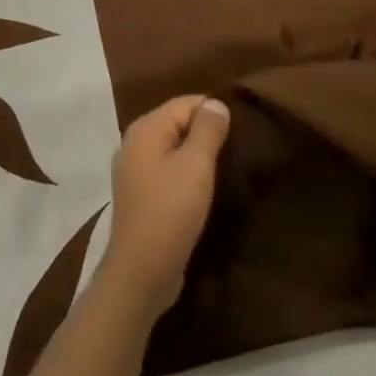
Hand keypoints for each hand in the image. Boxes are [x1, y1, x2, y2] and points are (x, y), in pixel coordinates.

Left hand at [98, 96, 230, 321]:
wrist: (141, 272)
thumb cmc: (170, 211)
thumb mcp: (196, 165)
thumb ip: (207, 130)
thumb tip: (216, 102)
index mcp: (145, 129)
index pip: (185, 103)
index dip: (213, 112)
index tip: (240, 130)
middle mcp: (134, 144)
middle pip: (177, 123)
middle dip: (205, 132)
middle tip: (236, 148)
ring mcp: (134, 171)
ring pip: (173, 149)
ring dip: (197, 155)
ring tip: (225, 167)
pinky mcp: (140, 197)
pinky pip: (167, 171)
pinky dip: (185, 174)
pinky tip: (203, 188)